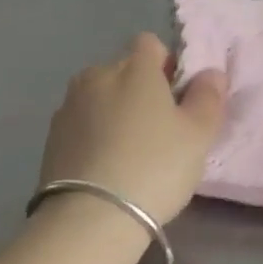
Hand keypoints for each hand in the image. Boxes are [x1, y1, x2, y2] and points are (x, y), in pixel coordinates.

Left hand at [39, 34, 227, 225]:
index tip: (176, 98)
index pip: (151, 44)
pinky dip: (93, 135)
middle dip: (139, 89)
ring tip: (128, 152)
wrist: (88, 219)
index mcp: (134, 67)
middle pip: (124, 70)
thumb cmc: (154, 167)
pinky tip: (104, 167)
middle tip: (158, 130)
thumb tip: (211, 73)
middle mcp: (97, 75)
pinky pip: (81, 123)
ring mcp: (69, 105)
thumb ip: (208, 97)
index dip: (166, 65)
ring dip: (113, 111)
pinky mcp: (51, 136)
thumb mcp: (198, 135)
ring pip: (100, 96)